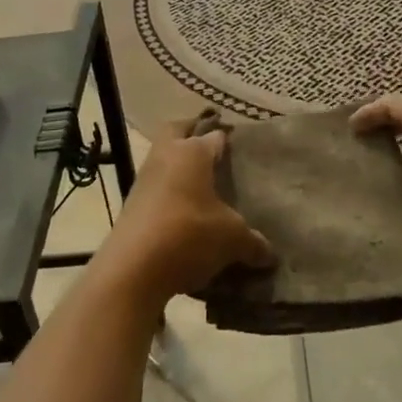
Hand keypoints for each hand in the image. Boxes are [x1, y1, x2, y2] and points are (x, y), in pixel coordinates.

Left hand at [101, 122, 274, 305]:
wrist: (132, 269)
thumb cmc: (189, 235)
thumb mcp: (231, 239)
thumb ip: (253, 241)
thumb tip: (269, 253)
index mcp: (192, 151)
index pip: (216, 136)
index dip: (230, 143)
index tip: (243, 154)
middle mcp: (165, 155)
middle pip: (178, 131)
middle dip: (193, 135)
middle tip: (215, 155)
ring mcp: (145, 179)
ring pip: (164, 161)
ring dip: (180, 171)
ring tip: (204, 193)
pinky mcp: (132, 204)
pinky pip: (156, 190)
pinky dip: (169, 197)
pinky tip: (186, 219)